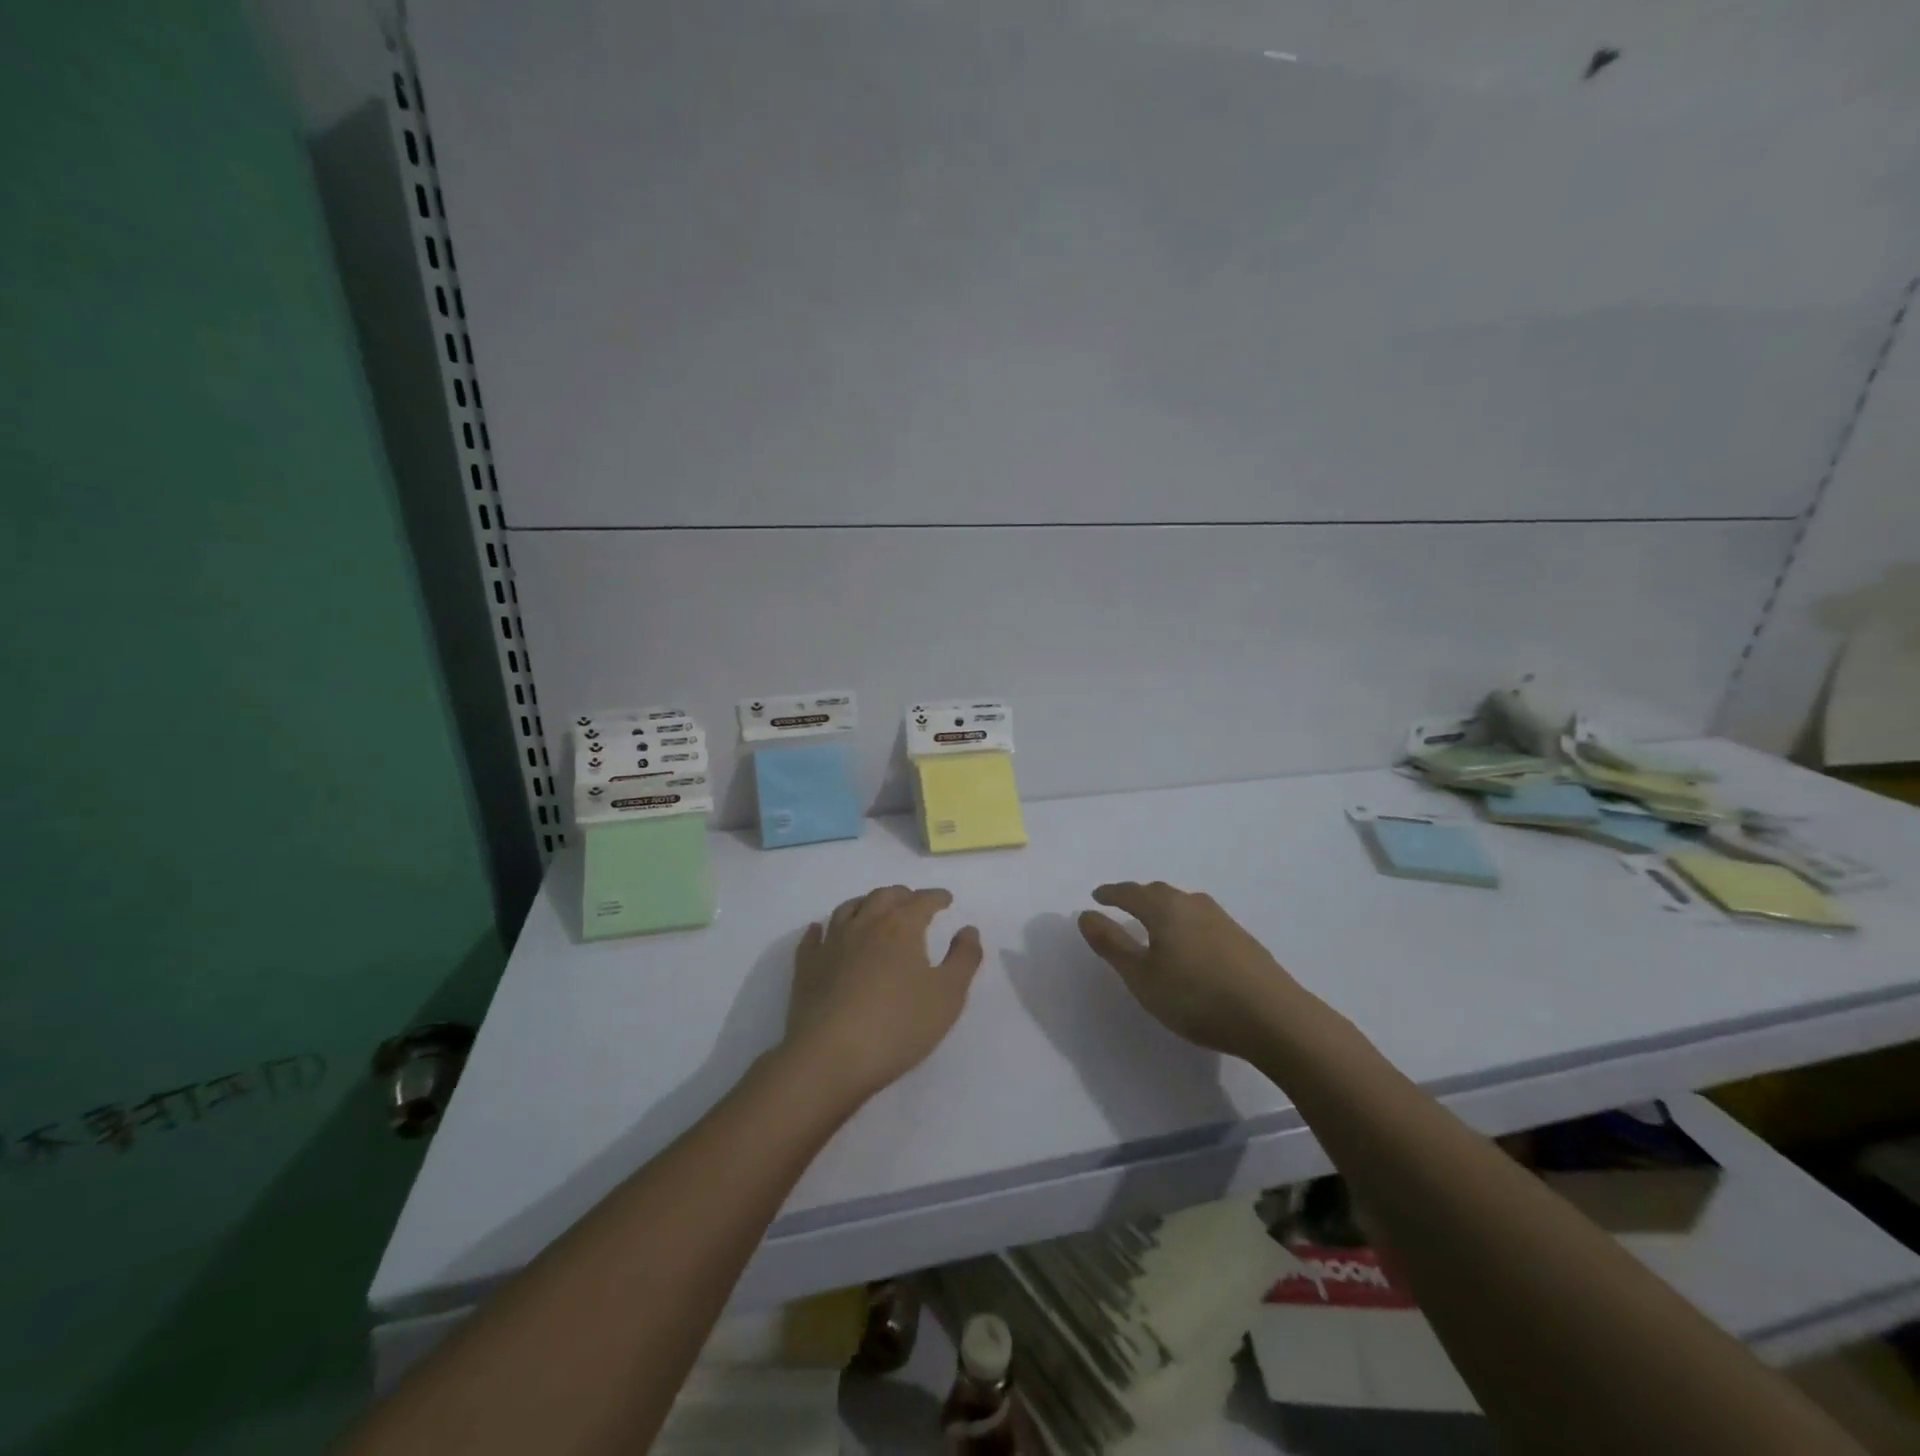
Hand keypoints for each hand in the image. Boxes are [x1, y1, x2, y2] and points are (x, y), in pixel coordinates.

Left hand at [782, 885, 984, 1102]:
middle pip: (884, 896)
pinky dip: (821, 929)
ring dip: (865, 903)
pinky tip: (821, 930)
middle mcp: (864, 924)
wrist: (830, 1056)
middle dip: (902, 895)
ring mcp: (831, 944)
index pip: (922, 900)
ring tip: (874, 909)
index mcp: (900, 927)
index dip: (936, 897)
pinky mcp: (807, 967)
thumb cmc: (898, 1025)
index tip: (946, 899)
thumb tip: (968, 929)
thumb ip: (964, 958)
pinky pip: (813, 938)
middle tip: (913, 902)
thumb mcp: (948, 995)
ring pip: (848, 909)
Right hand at [1078, 881, 1305, 1062]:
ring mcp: (1223, 920)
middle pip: (1158, 893)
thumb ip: (1111, 944)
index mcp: (1165, 908)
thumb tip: (1085, 914)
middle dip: (1137, 897)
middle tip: (1122, 906)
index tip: (1097, 896)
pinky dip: (1185, 924)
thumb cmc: (1196, 997)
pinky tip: (1190, 945)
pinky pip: (1202, 921)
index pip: (1130, 892)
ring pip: (1184, 905)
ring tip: (1154, 925)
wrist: (1273, 1018)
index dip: (1110, 894)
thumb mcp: (1142, 976)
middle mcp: (1193, 904)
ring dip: (1164, 909)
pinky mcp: (1243, 940)